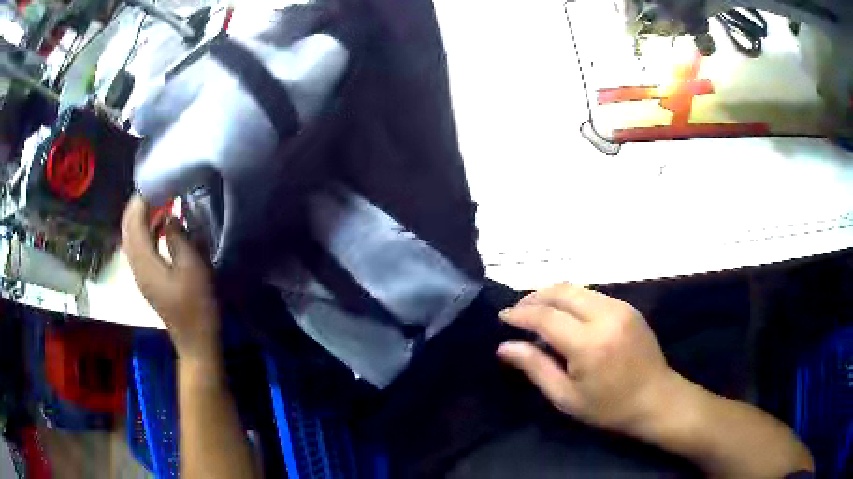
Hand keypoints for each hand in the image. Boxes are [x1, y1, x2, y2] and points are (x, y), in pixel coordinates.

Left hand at [122, 194, 220, 361]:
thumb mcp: (192, 267)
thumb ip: (178, 238)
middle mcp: (136, 267)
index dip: (141, 200)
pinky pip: (139, 247)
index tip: (156, 181)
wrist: (195, 341)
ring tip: (158, 200)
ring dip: (141, 217)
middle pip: (127, 229)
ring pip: (132, 238)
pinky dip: (146, 231)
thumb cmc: (196, 306)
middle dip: (137, 206)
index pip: (134, 223)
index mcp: (144, 263)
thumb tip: (169, 218)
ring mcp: (140, 275)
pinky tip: (161, 225)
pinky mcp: (148, 280)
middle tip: (154, 187)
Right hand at [498, 283, 681, 436]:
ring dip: (552, 296)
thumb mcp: (566, 397)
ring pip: (577, 289)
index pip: (545, 316)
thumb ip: (535, 367)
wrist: (656, 399)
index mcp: (589, 344)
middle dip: (534, 297)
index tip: (502, 317)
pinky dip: (572, 300)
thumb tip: (504, 346)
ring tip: (537, 312)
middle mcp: (605, 316)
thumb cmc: (608, 407)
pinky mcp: (628, 307)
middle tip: (517, 311)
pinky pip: (592, 295)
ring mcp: (620, 308)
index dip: (520, 314)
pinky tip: (565, 316)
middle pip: (561, 291)